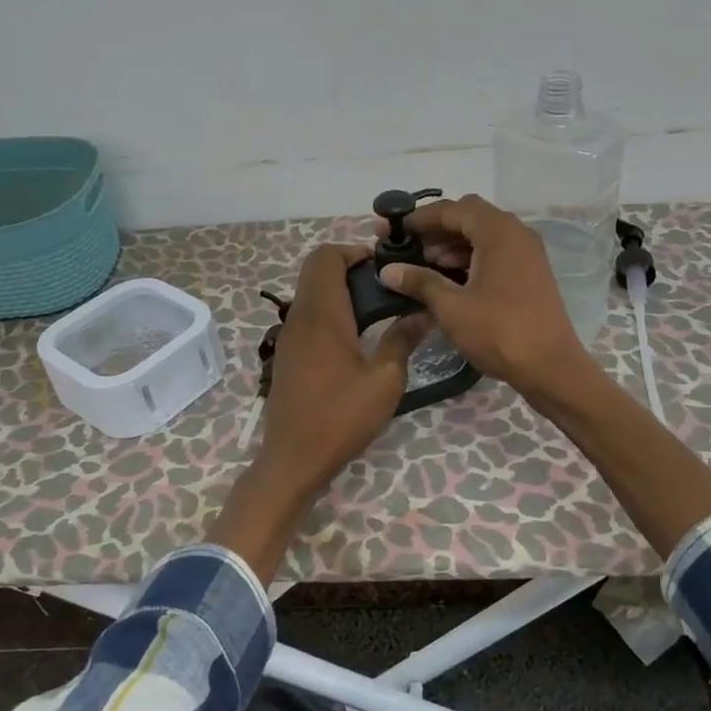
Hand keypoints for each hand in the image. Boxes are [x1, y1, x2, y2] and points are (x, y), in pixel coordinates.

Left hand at [208, 244, 426, 579]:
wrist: (293, 459)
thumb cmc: (341, 418)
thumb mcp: (385, 380)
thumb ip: (403, 340)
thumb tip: (423, 313)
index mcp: (322, 315)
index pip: (326, 257)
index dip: (354, 251)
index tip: (384, 268)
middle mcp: (300, 317)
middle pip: (316, 270)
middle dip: (350, 268)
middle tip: (385, 287)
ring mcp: (289, 336)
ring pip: (311, 293)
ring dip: (340, 290)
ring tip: (377, 311)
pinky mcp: (288, 354)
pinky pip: (308, 316)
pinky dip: (331, 311)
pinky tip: (356, 337)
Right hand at [375, 194, 588, 397]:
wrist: (551, 367)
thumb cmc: (499, 332)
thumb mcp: (451, 307)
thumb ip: (419, 281)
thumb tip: (388, 270)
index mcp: (498, 232)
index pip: (451, 209)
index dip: (417, 218)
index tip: (389, 229)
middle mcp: (516, 233)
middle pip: (468, 217)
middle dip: (434, 229)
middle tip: (405, 247)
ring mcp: (527, 253)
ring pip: (482, 235)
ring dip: (451, 244)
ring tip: (421, 266)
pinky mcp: (530, 272)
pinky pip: (494, 252)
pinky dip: (469, 257)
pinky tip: (448, 279)